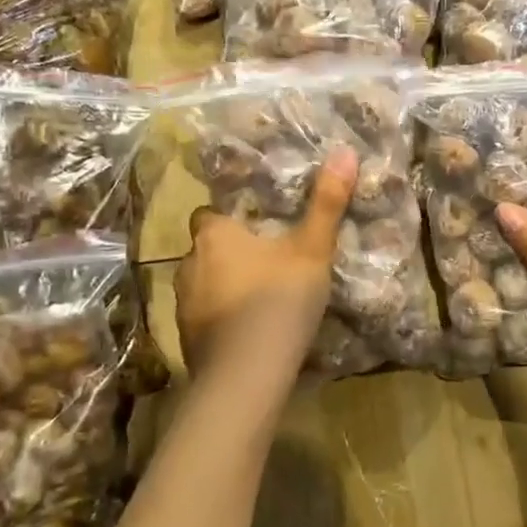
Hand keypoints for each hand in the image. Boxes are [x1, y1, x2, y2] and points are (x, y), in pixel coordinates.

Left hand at [176, 147, 356, 377]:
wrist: (246, 374)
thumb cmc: (278, 300)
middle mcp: (188, 263)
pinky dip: (220, 320)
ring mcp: (182, 304)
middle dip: (228, 254)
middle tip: (265, 262)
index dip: (229, 218)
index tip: (255, 227)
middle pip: (205, 250)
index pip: (208, 213)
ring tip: (258, 299)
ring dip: (223, 287)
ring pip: (202, 284)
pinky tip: (246, 333)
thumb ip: (327, 203)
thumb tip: (345, 151)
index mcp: (214, 235)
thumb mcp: (312, 250)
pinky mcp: (185, 339)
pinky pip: (203, 319)